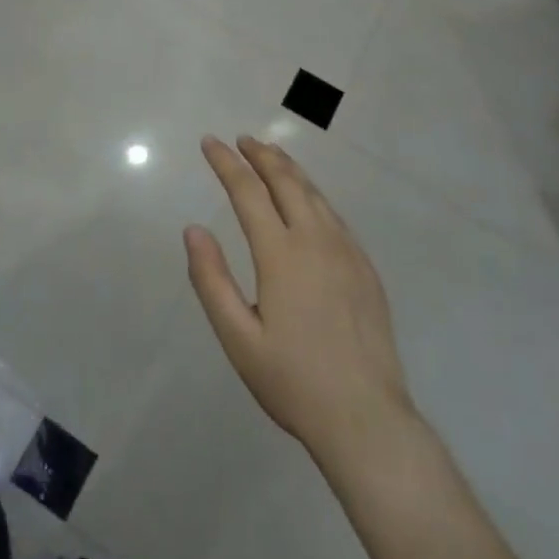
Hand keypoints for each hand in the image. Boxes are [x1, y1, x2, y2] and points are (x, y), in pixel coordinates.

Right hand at [185, 135, 421, 471]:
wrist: (366, 418)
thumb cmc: (292, 381)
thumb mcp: (238, 337)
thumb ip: (211, 280)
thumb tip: (193, 230)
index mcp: (281, 254)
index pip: (248, 192)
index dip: (226, 163)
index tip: (210, 143)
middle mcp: (316, 241)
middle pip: (287, 181)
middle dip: (261, 155)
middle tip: (242, 139)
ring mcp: (347, 253)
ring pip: (315, 194)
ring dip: (290, 169)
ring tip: (271, 155)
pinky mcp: (366, 269)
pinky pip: (335, 216)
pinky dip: (314, 194)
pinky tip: (308, 201)